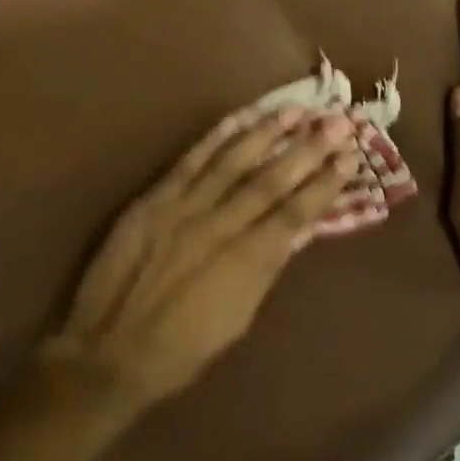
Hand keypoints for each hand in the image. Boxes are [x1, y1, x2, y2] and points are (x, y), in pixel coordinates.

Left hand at [41, 107, 362, 409]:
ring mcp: (184, 208)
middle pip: (271, 180)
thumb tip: (297, 231)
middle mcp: (220, 227)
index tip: (350, 158)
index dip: (324, 184)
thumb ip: (265, 269)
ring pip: (233, 161)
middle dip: (307, 149)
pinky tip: (239, 117)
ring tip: (295, 109)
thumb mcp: (237, 319)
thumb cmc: (181, 349)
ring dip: (267, 133)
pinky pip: (190, 161)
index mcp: (246, 263)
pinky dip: (215, 137)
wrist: (109, 350)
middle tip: (337, 120)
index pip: (295, 213)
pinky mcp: (154, 199)